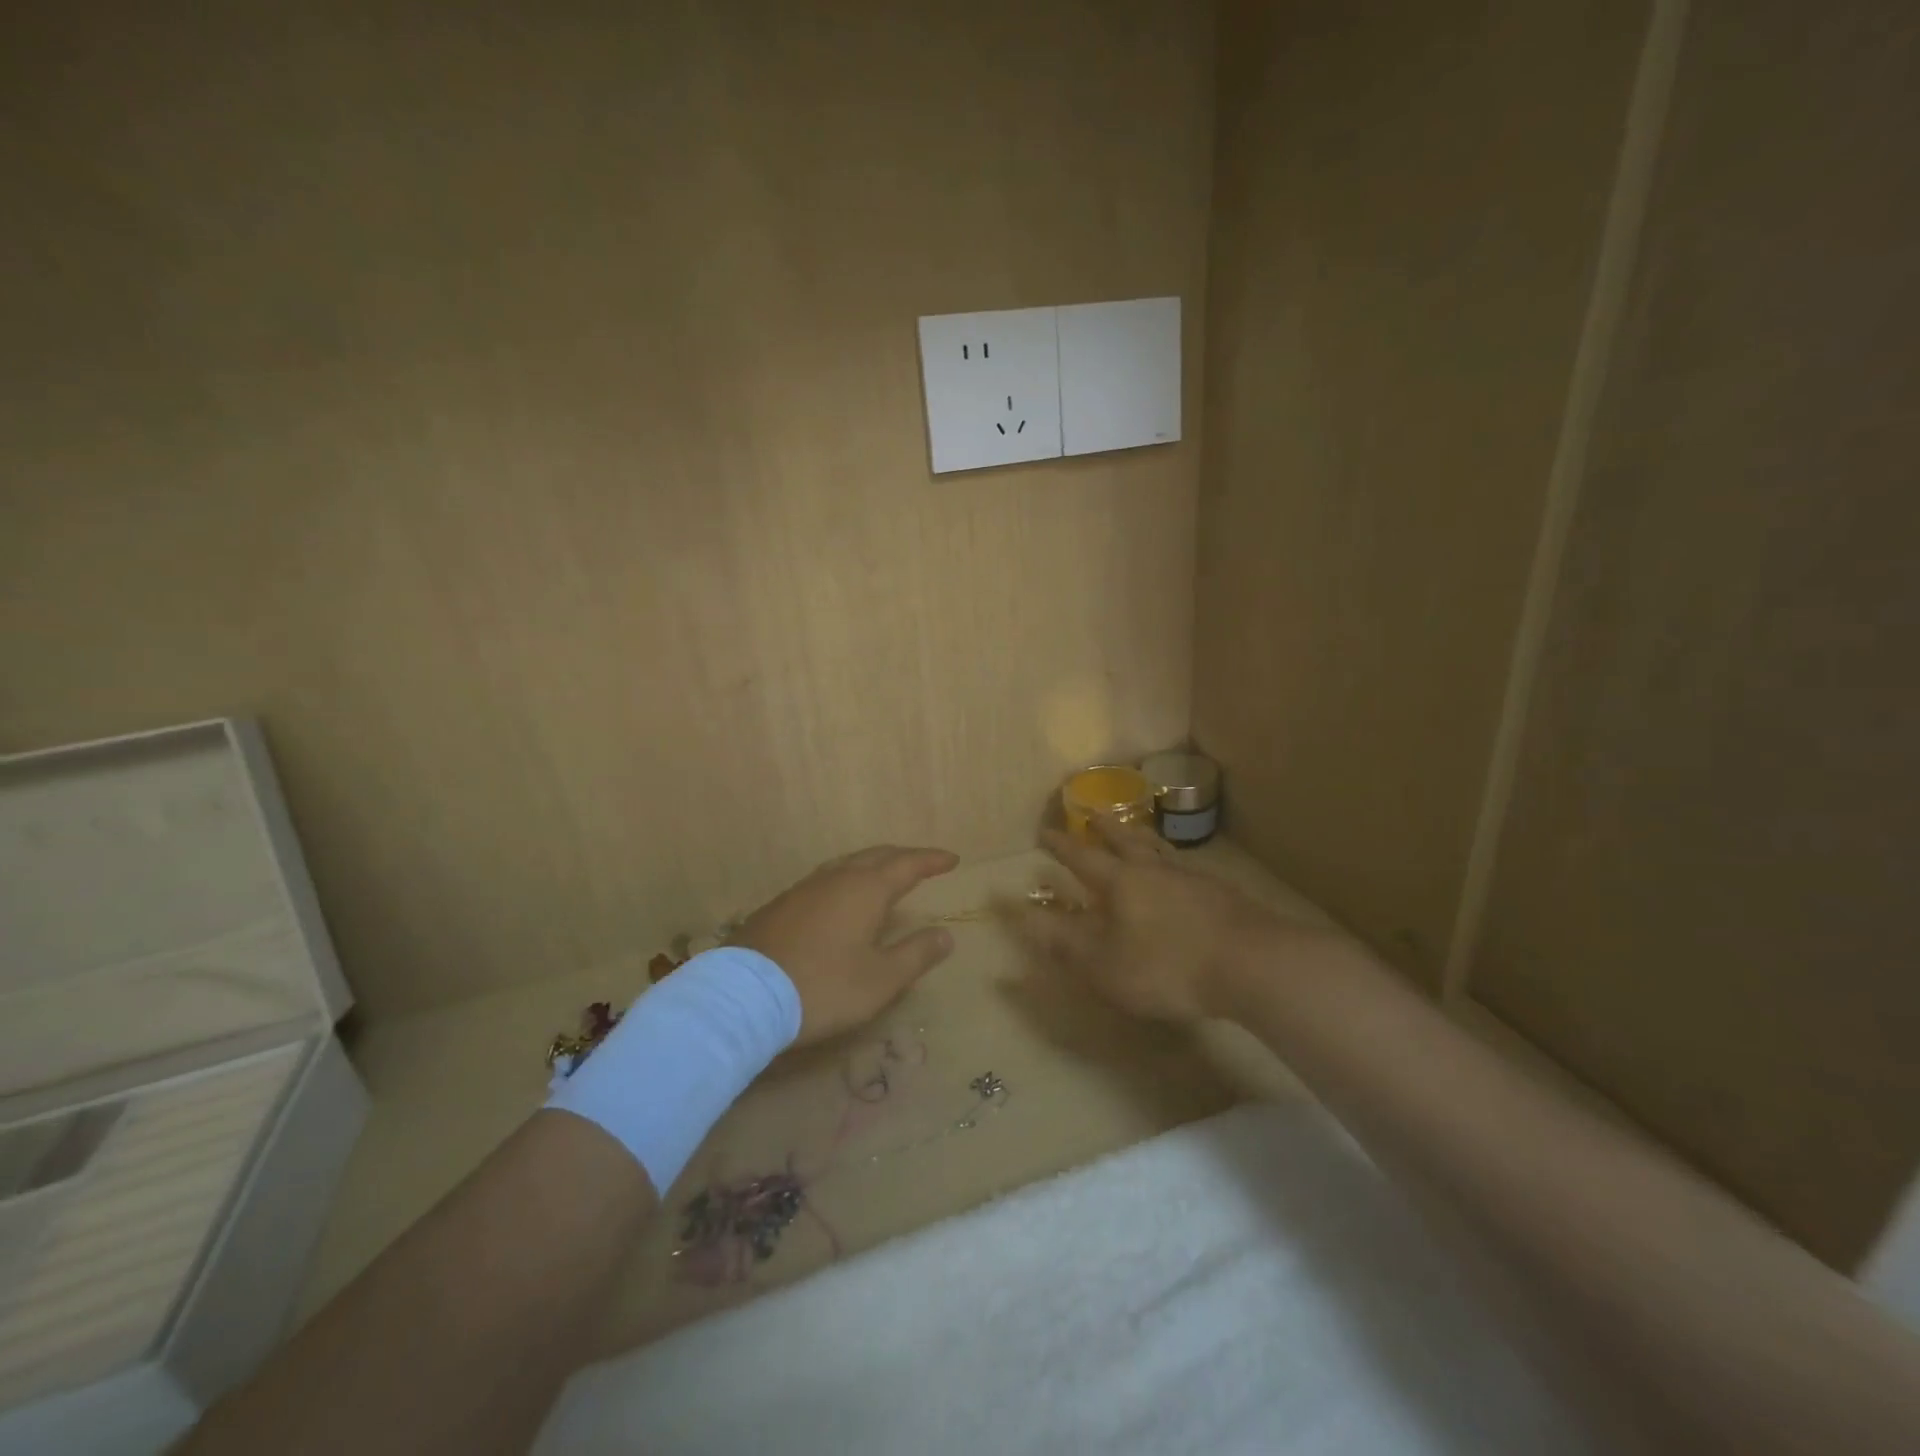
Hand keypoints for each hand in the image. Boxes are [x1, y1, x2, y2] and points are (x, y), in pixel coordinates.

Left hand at [735, 845, 958, 1045]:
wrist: (744, 996)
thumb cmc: (824, 987)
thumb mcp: (880, 980)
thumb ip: (916, 954)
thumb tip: (945, 934)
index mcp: (866, 890)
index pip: (907, 865)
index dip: (931, 861)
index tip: (952, 859)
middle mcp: (836, 879)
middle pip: (876, 856)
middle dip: (903, 857)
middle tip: (922, 863)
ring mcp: (804, 889)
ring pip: (846, 864)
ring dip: (872, 865)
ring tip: (885, 875)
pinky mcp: (781, 905)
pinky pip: (825, 879)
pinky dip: (846, 879)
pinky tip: (841, 898)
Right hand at [1017, 817, 1285, 1021]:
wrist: (1251, 964)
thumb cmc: (1166, 965)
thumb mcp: (1102, 962)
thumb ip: (1061, 938)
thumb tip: (1019, 911)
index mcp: (1120, 882)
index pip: (1082, 857)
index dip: (1061, 846)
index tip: (1045, 831)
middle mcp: (1154, 870)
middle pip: (1125, 840)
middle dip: (1105, 828)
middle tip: (1094, 813)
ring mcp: (1192, 879)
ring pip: (1160, 850)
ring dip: (1142, 837)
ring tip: (1137, 832)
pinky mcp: (1222, 894)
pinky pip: (1188, 869)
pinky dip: (1174, 864)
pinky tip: (1182, 874)